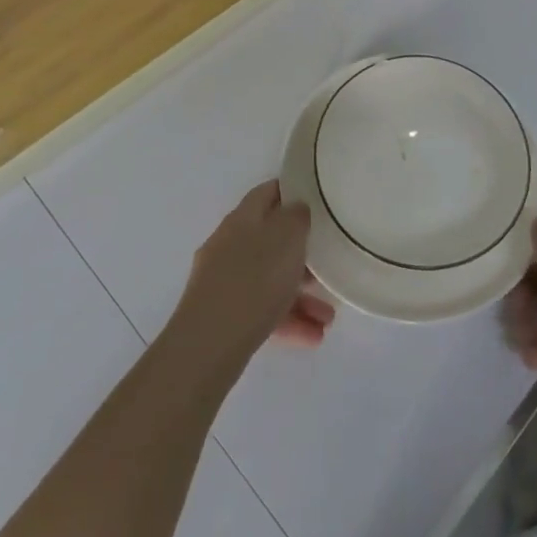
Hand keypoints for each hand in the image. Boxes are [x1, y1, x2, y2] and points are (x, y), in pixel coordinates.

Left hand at [170, 182, 335, 368]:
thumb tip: (296, 210)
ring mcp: (223, 281)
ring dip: (300, 296)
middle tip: (327, 266)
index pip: (268, 192)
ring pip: (269, 280)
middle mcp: (229, 244)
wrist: (208, 344)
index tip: (318, 201)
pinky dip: (286, 320)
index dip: (293, 192)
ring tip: (328, 318)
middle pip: (271, 241)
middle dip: (302, 255)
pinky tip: (311, 336)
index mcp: (242, 218)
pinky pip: (262, 310)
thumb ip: (297, 217)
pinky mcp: (222, 316)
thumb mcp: (288, 237)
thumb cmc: (255, 279)